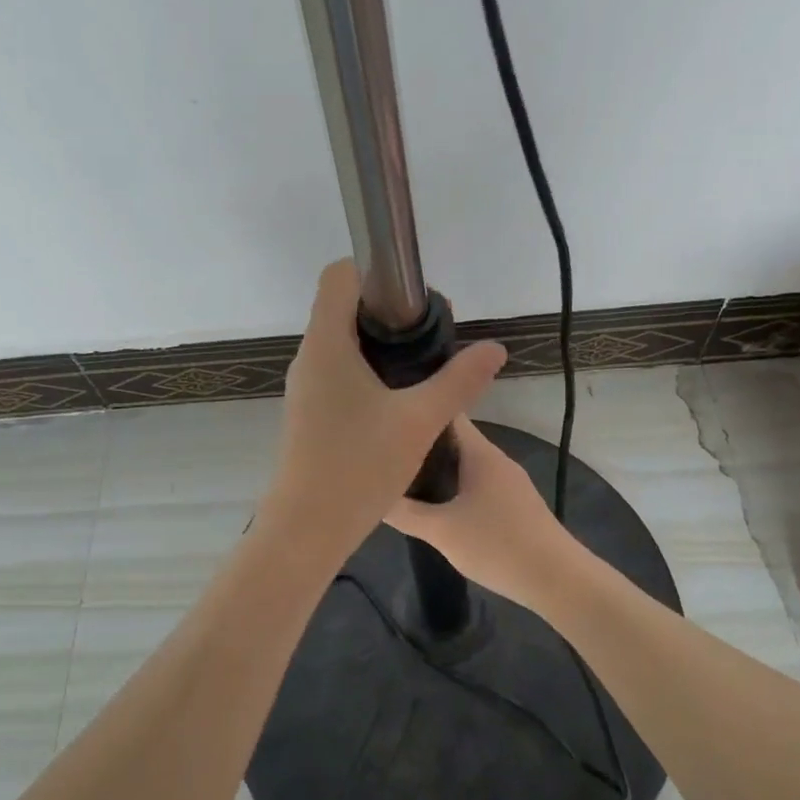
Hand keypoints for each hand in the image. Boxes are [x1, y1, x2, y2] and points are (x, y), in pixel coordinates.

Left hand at [261, 261, 506, 552]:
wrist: (307, 528)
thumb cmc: (359, 465)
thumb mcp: (421, 420)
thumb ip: (460, 380)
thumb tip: (495, 349)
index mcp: (326, 343)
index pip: (338, 275)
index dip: (375, 271)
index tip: (415, 298)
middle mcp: (308, 357)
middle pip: (342, 307)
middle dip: (387, 312)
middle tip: (430, 336)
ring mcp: (304, 386)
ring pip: (340, 343)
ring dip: (378, 345)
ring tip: (420, 369)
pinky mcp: (308, 412)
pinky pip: (337, 372)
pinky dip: (366, 372)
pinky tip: (396, 402)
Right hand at [384, 417, 577, 609]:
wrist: (559, 580)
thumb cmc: (498, 546)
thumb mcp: (441, 531)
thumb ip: (403, 512)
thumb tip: (372, 495)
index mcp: (480, 452)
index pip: (447, 412)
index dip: (418, 406)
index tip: (388, 412)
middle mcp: (495, 459)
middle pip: (452, 439)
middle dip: (419, 442)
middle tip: (382, 450)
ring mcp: (508, 482)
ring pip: (464, 465)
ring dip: (436, 469)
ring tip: (400, 476)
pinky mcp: (514, 505)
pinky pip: (475, 484)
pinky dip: (453, 488)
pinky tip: (435, 506)